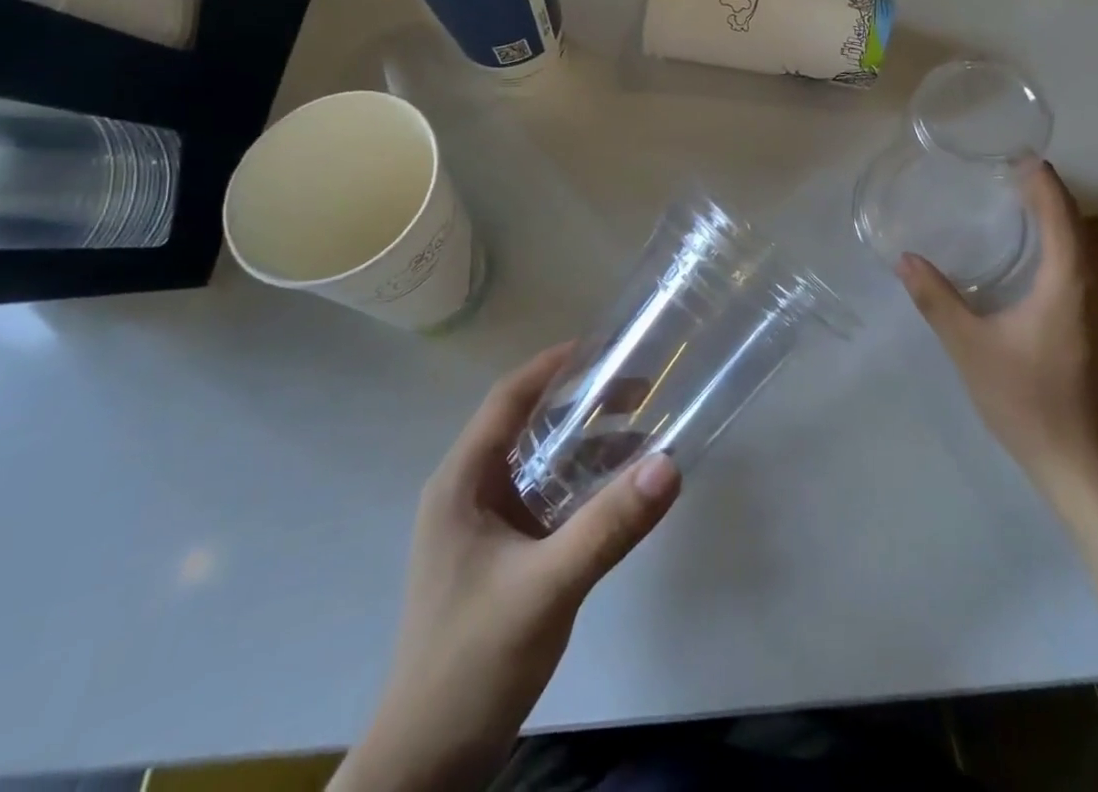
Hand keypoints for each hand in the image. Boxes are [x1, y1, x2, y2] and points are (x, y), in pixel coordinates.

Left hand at [333, 345, 681, 791]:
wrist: (428, 764)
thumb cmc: (471, 662)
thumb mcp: (546, 587)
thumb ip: (607, 526)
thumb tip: (670, 464)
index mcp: (462, 481)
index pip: (508, 399)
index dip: (553, 366)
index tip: (604, 347)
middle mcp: (469, 492)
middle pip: (527, 425)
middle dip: (581, 403)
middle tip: (638, 389)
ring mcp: (483, 526)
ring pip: (539, 463)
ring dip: (585, 445)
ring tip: (641, 431)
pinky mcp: (501, 556)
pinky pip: (546, 500)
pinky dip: (582, 485)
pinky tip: (618, 491)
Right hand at [897, 162, 1097, 494]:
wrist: (1079, 459)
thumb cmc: (1025, 399)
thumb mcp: (969, 346)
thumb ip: (936, 299)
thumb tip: (905, 259)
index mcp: (1067, 280)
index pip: (1060, 212)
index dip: (1042, 180)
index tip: (1016, 157)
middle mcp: (1096, 284)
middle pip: (1083, 221)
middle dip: (1053, 193)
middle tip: (1013, 180)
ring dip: (1070, 217)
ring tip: (1030, 208)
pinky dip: (1079, 242)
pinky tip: (1048, 256)